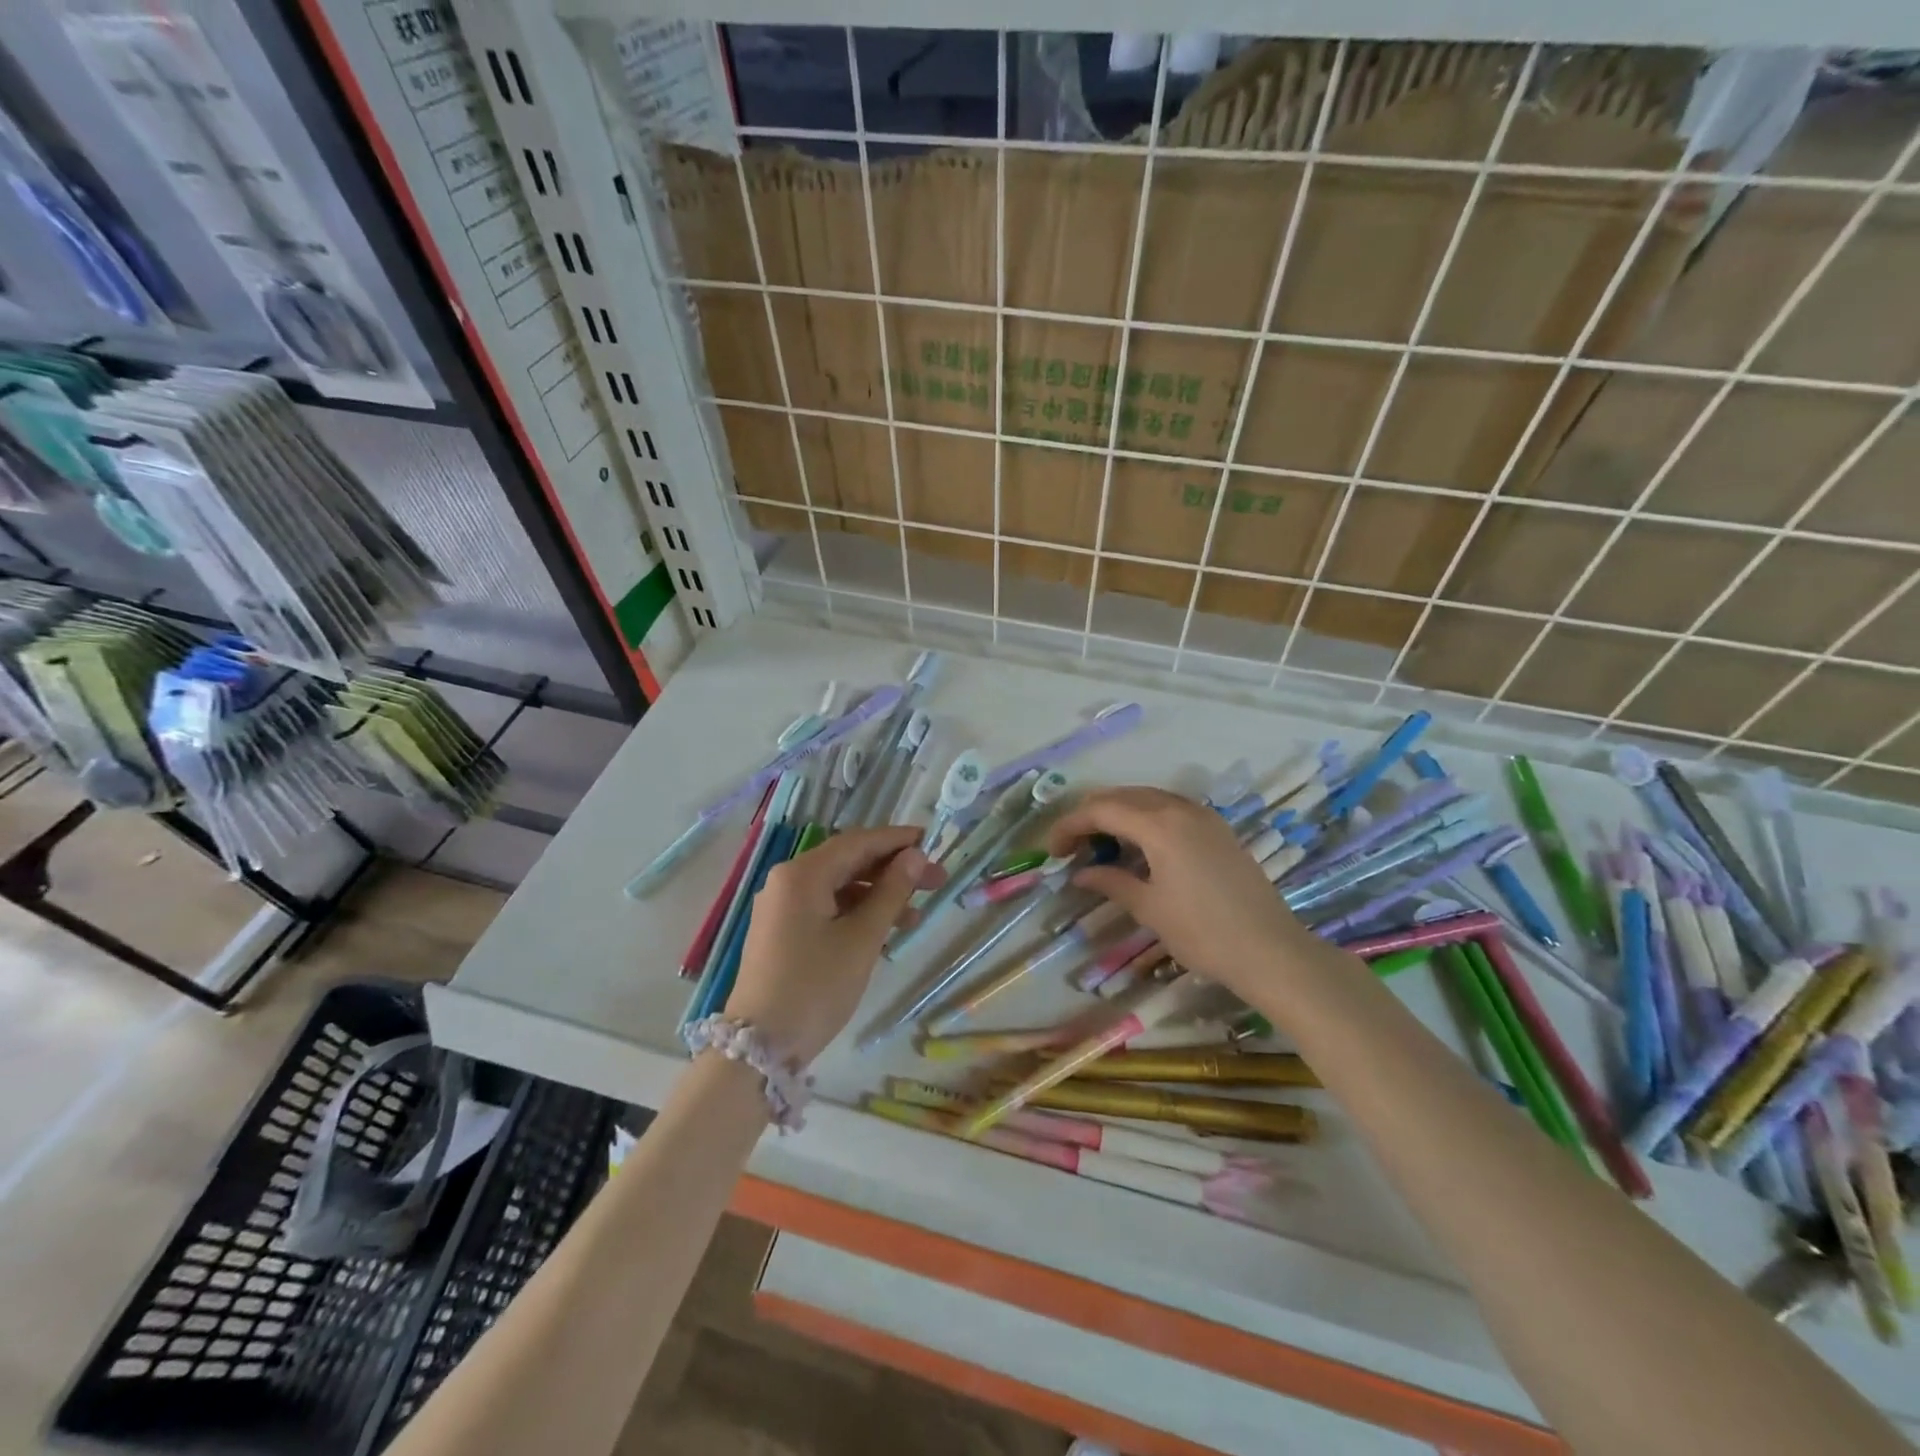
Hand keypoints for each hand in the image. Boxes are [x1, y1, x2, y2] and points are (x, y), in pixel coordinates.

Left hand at [725, 826, 944, 1064]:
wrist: (760, 1046)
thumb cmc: (816, 986)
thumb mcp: (862, 938)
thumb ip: (891, 892)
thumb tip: (914, 856)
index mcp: (802, 874)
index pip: (858, 843)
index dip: (897, 840)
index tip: (932, 841)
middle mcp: (788, 881)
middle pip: (848, 862)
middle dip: (892, 869)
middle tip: (935, 880)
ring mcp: (782, 907)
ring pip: (839, 887)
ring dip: (878, 894)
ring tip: (917, 914)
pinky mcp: (783, 931)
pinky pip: (827, 907)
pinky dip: (857, 912)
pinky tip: (886, 930)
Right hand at [1046, 787, 1316, 999]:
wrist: (1271, 950)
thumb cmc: (1203, 933)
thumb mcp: (1149, 908)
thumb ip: (1111, 882)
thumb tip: (1080, 873)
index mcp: (1159, 825)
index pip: (1101, 810)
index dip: (1070, 825)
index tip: (1052, 850)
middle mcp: (1180, 809)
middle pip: (1122, 796)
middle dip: (1091, 815)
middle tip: (1071, 846)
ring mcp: (1203, 816)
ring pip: (1147, 798)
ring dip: (1118, 814)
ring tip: (1100, 845)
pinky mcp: (1218, 829)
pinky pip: (1170, 809)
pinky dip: (1144, 818)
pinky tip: (1138, 846)